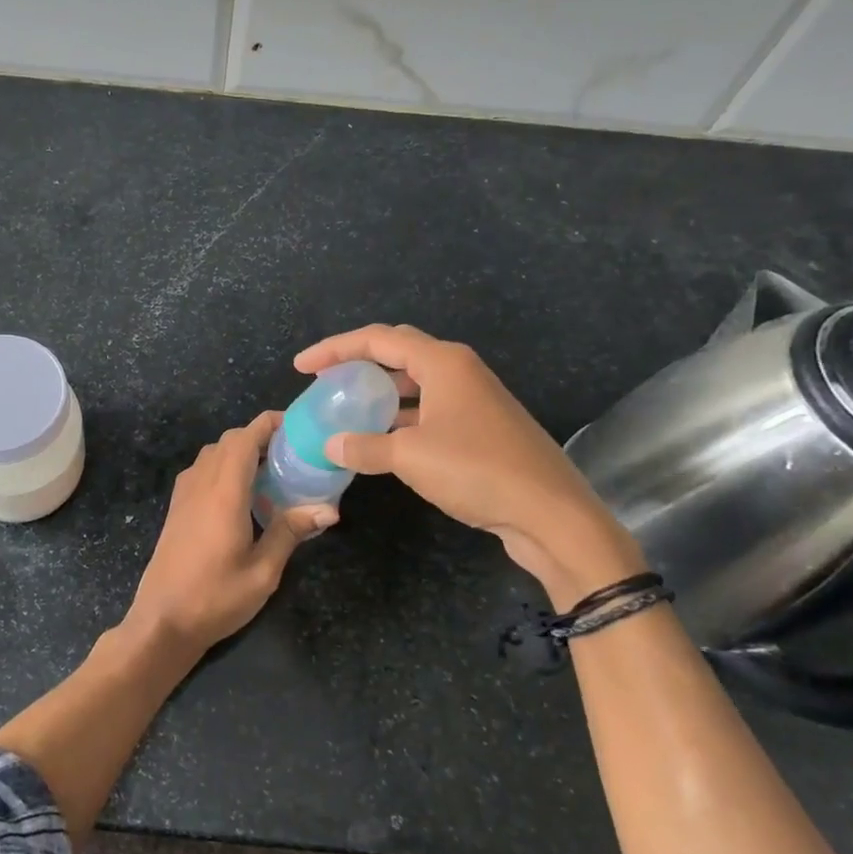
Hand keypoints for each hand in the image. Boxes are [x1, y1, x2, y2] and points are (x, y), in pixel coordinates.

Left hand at [126, 412, 335, 650]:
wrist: (162, 620)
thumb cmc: (215, 598)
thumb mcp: (263, 571)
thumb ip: (291, 532)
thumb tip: (329, 509)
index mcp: (223, 492)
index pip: (244, 438)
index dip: (269, 423)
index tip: (298, 426)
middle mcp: (200, 483)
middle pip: (229, 441)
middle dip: (260, 437)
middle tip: (293, 454)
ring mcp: (184, 494)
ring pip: (214, 453)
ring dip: (241, 452)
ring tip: (273, 473)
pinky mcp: (177, 508)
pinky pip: (203, 470)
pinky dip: (225, 467)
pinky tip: (244, 496)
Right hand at [295, 325, 643, 607]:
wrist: (551, 514)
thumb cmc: (477, 470)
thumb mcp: (410, 457)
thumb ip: (364, 447)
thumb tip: (331, 445)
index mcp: (443, 362)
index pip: (378, 338)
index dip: (334, 348)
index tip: (301, 367)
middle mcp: (459, 371)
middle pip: (398, 352)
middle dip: (357, 362)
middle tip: (324, 380)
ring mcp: (474, 400)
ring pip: (414, 383)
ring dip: (379, 393)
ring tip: (346, 409)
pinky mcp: (481, 428)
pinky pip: (428, 410)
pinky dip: (400, 418)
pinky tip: (381, 441)